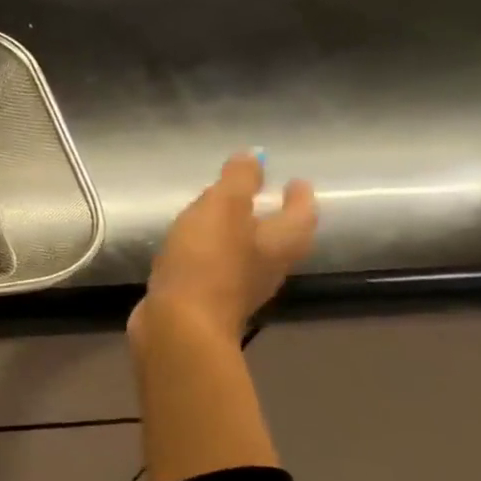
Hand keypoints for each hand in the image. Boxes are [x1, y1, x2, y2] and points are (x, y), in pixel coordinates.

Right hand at [129, 153, 317, 348]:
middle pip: (281, 240)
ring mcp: (238, 289)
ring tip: (225, 221)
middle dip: (276, 219)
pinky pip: (218, 272)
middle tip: (265, 199)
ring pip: (250, 257)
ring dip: (243, 239)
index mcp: (279, 243)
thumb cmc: (207, 262)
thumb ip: (239, 180)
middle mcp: (267, 268)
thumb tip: (256, 155)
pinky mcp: (209, 302)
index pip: (302, 215)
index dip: (301, 197)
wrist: (179, 325)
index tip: (297, 181)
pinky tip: (193, 251)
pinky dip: (213, 257)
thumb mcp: (221, 209)